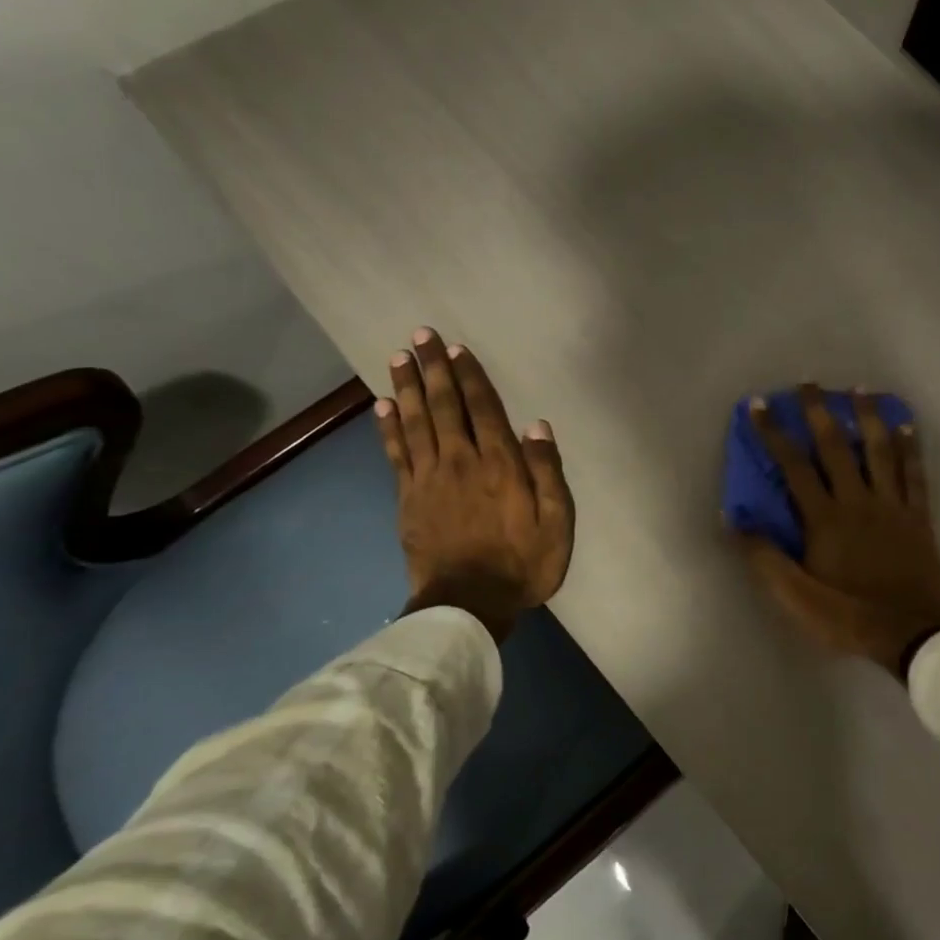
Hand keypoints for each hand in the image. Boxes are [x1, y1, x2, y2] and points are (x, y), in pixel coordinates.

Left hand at [376, 329, 574, 644]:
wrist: (468, 603)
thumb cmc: (522, 564)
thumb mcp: (556, 523)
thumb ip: (547, 473)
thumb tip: (538, 427)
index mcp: (500, 465)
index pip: (483, 410)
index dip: (471, 377)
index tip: (457, 349)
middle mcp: (461, 462)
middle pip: (444, 406)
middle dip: (433, 370)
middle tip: (421, 335)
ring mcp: (429, 479)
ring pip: (415, 422)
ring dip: (408, 388)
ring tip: (399, 357)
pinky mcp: (408, 498)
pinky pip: (396, 453)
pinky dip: (389, 427)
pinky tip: (383, 406)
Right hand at [737, 385, 939, 677]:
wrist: (912, 633)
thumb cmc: (850, 615)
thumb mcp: (797, 598)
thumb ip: (766, 559)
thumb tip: (736, 521)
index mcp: (825, 519)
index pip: (794, 467)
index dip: (775, 434)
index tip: (760, 405)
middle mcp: (858, 501)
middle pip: (836, 447)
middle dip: (819, 412)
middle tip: (809, 383)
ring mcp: (892, 505)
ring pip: (879, 450)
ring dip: (867, 416)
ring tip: (859, 389)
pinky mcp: (918, 515)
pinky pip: (914, 473)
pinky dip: (910, 447)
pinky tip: (906, 424)